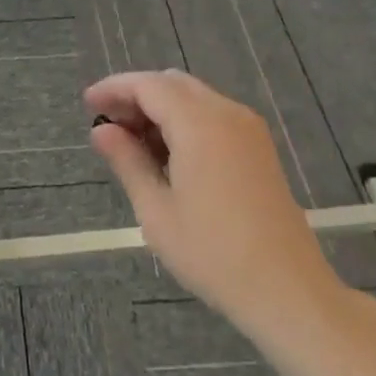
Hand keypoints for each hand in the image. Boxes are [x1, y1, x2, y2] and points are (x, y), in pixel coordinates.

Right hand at [85, 70, 353, 349]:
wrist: (287, 290)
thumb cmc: (213, 253)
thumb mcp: (156, 210)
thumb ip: (127, 161)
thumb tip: (101, 130)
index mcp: (200, 125)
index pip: (148, 86)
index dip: (114, 88)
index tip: (87, 104)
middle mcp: (227, 114)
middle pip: (172, 84)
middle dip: (136, 96)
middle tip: (108, 125)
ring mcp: (249, 130)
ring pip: (194, 98)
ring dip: (160, 108)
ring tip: (132, 144)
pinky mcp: (259, 149)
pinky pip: (213, 116)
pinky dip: (184, 121)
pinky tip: (167, 155)